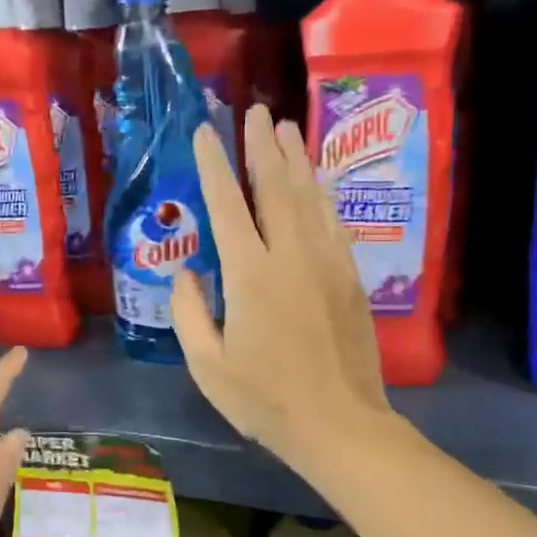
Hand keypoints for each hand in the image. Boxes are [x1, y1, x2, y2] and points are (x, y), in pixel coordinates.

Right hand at [171, 105, 393, 467]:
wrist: (341, 424)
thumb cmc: (266, 400)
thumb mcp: (208, 366)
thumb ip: (190, 313)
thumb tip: (185, 272)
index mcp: (251, 276)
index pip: (228, 206)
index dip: (214, 165)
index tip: (205, 132)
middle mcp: (292, 256)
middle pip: (276, 187)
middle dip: (263, 146)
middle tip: (255, 112)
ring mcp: (328, 263)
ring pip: (310, 197)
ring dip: (296, 160)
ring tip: (286, 129)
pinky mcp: (350, 277)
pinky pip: (333, 223)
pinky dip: (321, 196)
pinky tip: (316, 183)